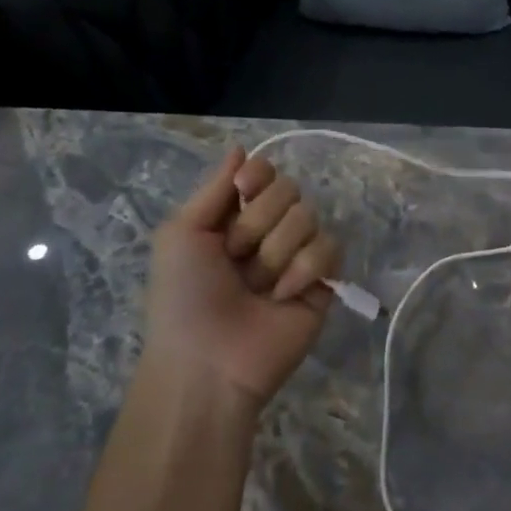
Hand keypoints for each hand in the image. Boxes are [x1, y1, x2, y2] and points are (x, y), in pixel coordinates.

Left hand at [144, 148, 343, 407]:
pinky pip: (329, 247)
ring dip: (276, 252)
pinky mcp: (324, 280)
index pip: (263, 172)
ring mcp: (298, 255)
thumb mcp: (181, 234)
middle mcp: (268, 231)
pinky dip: (303, 270)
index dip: (257, 177)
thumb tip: (240, 148)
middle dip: (258, 223)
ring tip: (257, 287)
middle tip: (236, 258)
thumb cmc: (183, 297)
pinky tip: (283, 297)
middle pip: (288, 188)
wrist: (207, 362)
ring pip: (308, 216)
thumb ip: (214, 187)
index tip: (243, 193)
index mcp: (234, 217)